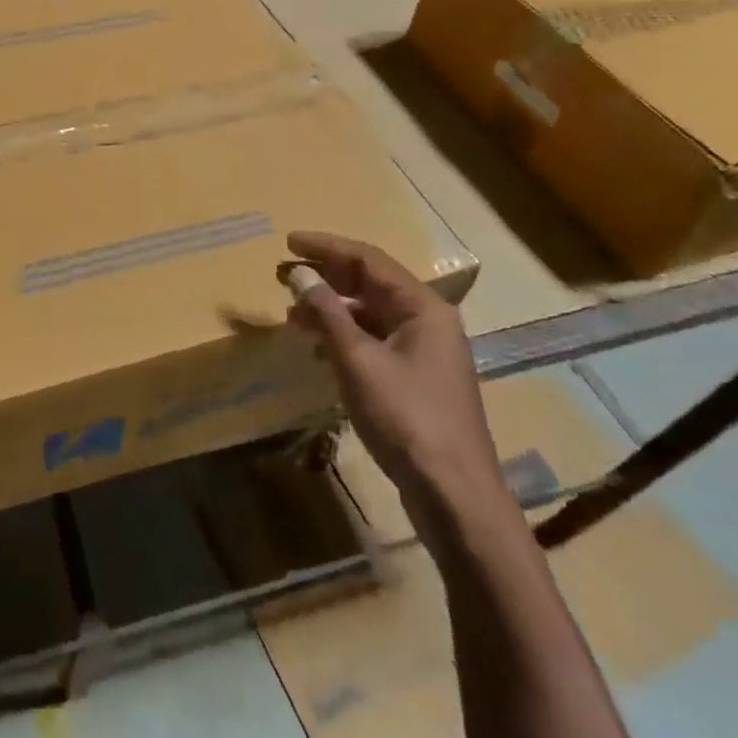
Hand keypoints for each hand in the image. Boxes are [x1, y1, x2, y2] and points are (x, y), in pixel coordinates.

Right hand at [286, 230, 514, 549]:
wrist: (454, 496)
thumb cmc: (406, 418)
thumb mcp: (358, 361)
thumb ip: (327, 313)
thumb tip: (300, 273)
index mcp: (422, 307)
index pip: (368, 259)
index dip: (326, 247)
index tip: (288, 241)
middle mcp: (427, 321)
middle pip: (370, 284)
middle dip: (326, 277)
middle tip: (284, 275)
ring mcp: (424, 351)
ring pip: (370, 314)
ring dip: (331, 309)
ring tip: (293, 315)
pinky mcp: (416, 379)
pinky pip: (374, 341)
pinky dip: (344, 337)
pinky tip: (318, 349)